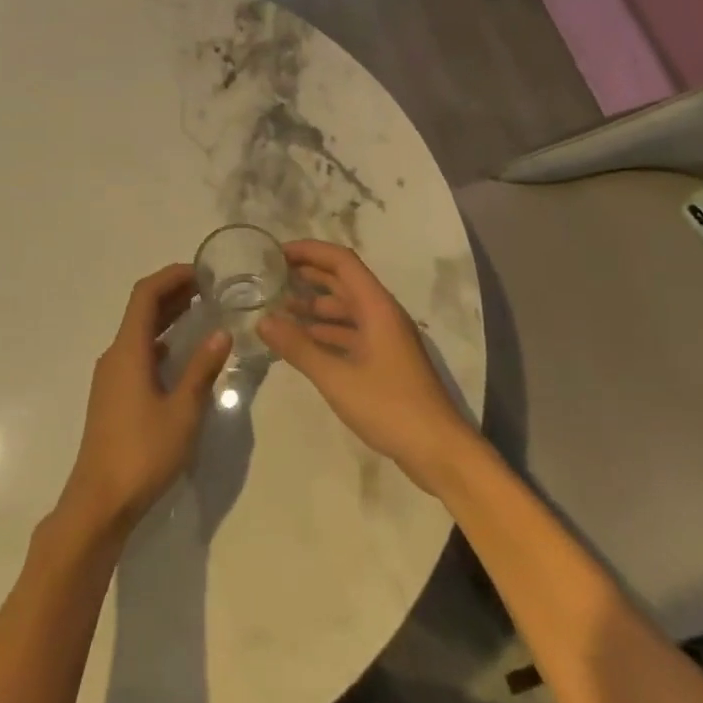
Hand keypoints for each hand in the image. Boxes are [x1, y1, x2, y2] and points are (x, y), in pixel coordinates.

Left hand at [57, 264, 232, 539]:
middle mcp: (115, 355)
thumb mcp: (183, 411)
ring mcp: (111, 376)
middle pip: (141, 309)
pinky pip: (137, 352)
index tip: (201, 270)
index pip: (146, 295)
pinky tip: (181, 352)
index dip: (171, 276)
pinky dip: (160, 341)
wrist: (99, 502)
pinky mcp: (113, 395)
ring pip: (139, 331)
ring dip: (166, 316)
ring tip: (200, 310)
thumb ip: (202, 369)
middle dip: (172, 292)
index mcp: (129, 350)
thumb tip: (222, 333)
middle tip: (208, 286)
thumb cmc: (143, 453)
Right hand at [257, 240, 474, 495]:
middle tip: (271, 277)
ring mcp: (385, 339)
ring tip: (278, 309)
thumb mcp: (337, 377)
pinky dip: (324, 333)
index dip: (310, 251)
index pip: (342, 262)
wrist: (439, 451)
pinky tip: (301, 342)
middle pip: (343, 282)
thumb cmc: (390, 407)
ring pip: (345, 310)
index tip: (278, 253)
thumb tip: (262, 321)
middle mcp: (382, 315)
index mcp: (377, 307)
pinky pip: (349, 334)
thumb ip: (298, 348)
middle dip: (308, 275)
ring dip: (314, 307)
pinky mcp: (384, 361)